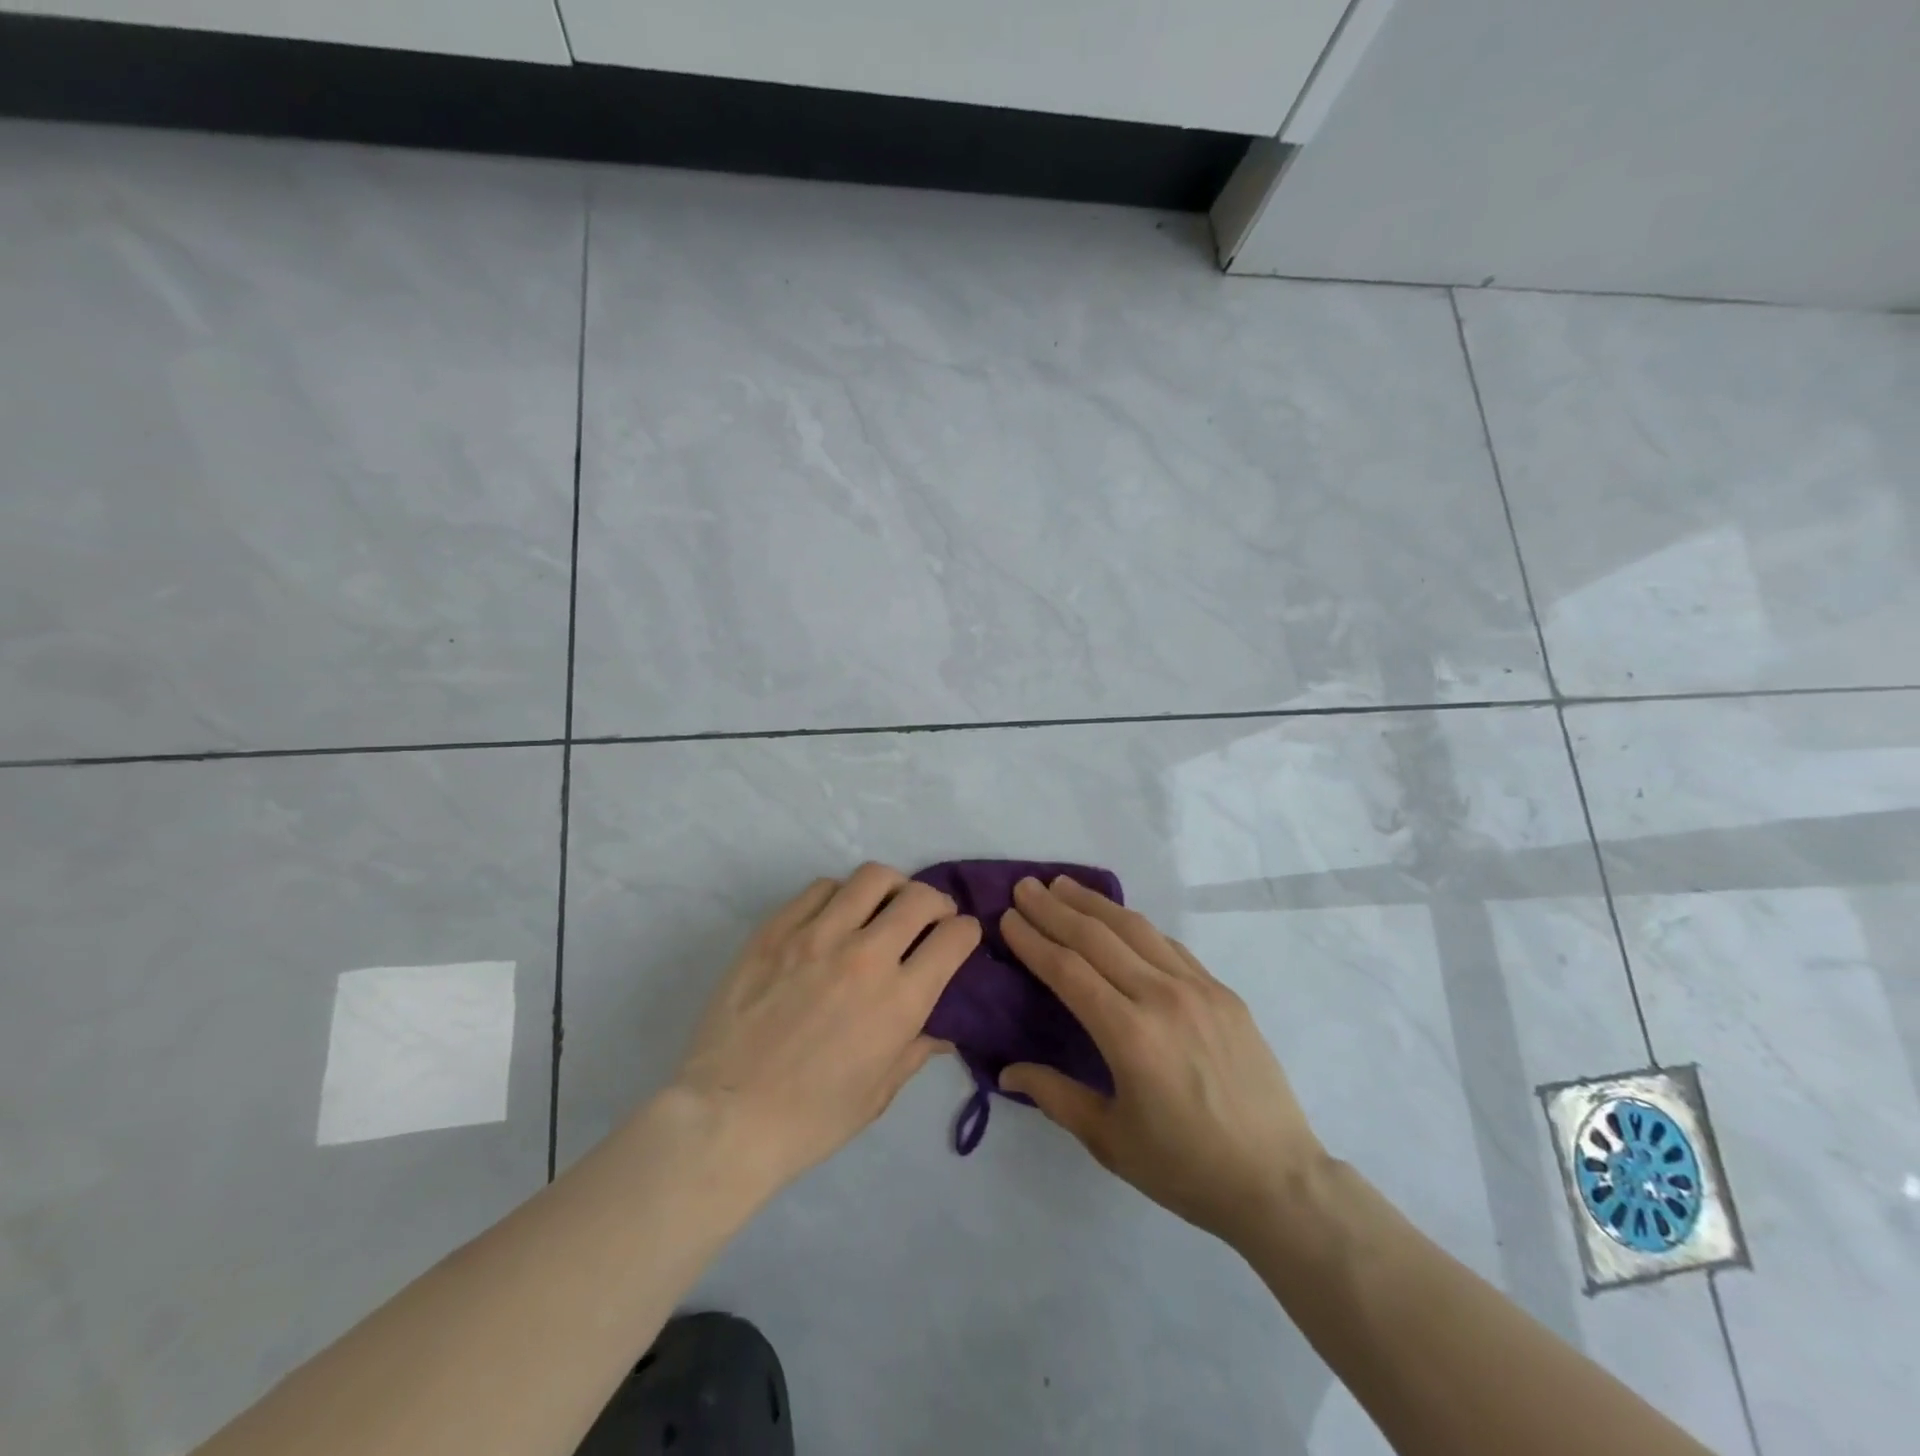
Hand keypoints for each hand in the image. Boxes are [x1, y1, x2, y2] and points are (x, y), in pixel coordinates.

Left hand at [667, 863, 980, 1196]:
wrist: (725, 1117)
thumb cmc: (810, 1119)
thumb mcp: (878, 1094)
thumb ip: (917, 1050)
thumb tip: (945, 1030)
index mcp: (899, 1000)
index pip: (954, 938)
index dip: (966, 932)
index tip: (960, 937)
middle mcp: (866, 956)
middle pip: (920, 897)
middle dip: (937, 902)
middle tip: (929, 917)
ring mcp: (817, 935)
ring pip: (872, 878)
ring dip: (891, 888)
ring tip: (883, 906)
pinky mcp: (776, 929)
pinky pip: (821, 888)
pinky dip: (840, 894)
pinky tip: (835, 916)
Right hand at [999, 876, 1325, 1247]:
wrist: (1277, 1180)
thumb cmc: (1185, 1168)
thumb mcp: (1109, 1140)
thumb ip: (1055, 1095)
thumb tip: (1006, 1070)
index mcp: (1129, 1035)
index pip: (1068, 969)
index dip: (1033, 940)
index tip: (1007, 917)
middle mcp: (1161, 997)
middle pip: (1097, 938)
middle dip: (1055, 908)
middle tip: (1025, 887)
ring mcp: (1198, 988)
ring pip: (1136, 929)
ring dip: (1094, 904)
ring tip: (1064, 885)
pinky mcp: (1222, 991)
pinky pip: (1169, 945)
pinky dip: (1136, 926)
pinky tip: (1119, 919)